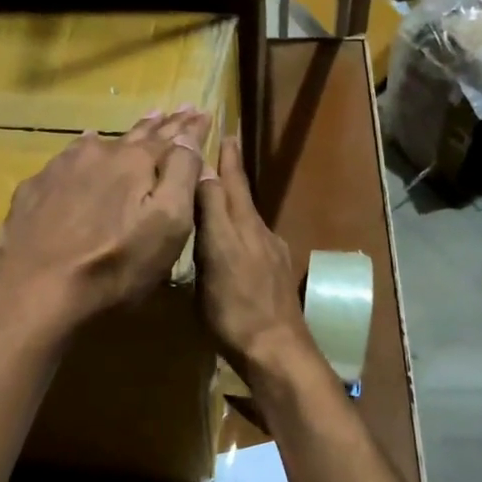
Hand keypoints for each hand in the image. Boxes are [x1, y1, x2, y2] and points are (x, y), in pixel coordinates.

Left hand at [0, 107, 209, 328]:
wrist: (37, 291)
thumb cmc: (116, 264)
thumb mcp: (168, 224)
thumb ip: (182, 175)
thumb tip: (188, 137)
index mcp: (134, 162)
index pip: (171, 137)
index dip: (189, 128)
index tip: (201, 112)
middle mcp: (97, 155)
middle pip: (134, 136)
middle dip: (159, 125)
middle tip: (173, 111)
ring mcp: (59, 170)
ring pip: (96, 144)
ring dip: (119, 138)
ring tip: (134, 128)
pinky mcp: (32, 192)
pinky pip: (64, 163)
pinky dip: (80, 155)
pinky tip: (79, 153)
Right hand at [194, 136, 317, 375]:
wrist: (277, 350)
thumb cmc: (236, 307)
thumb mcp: (216, 256)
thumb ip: (212, 214)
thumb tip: (204, 172)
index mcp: (242, 226)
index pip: (230, 182)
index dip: (224, 158)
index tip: (222, 131)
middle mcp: (259, 234)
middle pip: (242, 196)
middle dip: (232, 171)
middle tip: (227, 143)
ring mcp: (270, 256)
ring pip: (248, 217)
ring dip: (235, 198)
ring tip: (221, 190)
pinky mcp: (273, 277)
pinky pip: (253, 240)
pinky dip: (241, 228)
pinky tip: (236, 239)